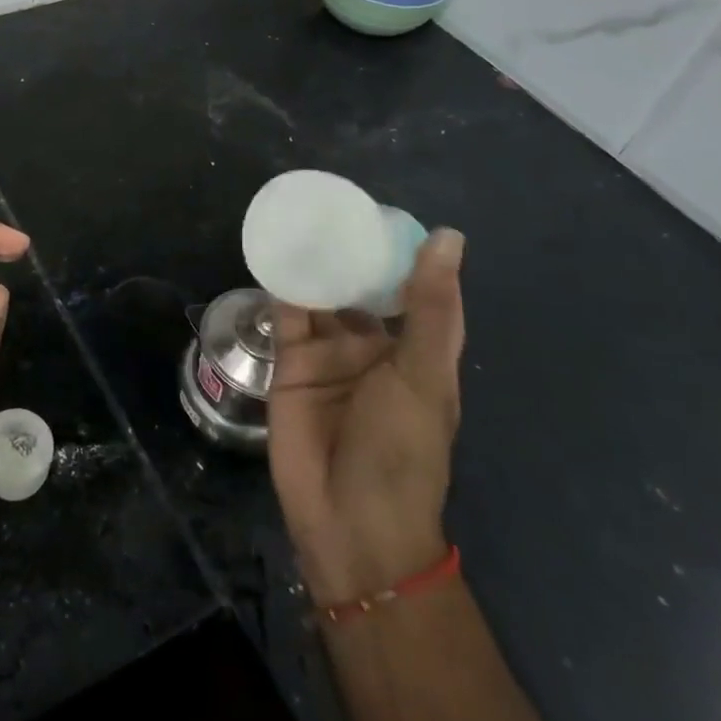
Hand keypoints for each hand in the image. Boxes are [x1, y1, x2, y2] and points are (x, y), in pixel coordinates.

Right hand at [267, 228, 465, 604]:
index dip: (397, 249)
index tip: (379, 207)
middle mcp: (371, 344)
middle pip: (357, 285)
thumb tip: (448, 236)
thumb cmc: (402, 449)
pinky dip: (280, 282)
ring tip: (297, 212)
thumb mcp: (423, 374)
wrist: (349, 520)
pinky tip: (272, 248)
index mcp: (413, 348)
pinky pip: (285, 312)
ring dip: (312, 260)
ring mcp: (328, 351)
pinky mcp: (290, 360)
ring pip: (320, 293)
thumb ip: (428, 306)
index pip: (407, 286)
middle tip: (326, 200)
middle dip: (346, 249)